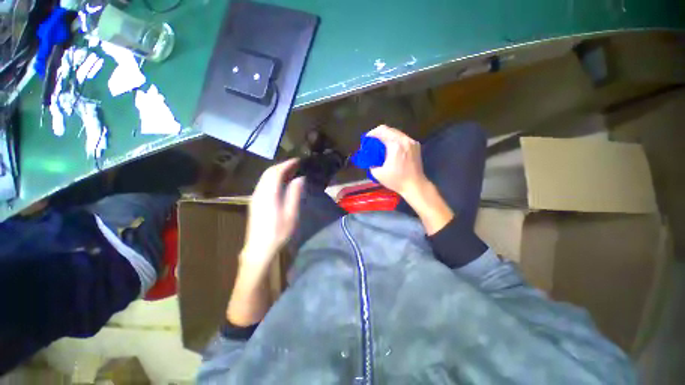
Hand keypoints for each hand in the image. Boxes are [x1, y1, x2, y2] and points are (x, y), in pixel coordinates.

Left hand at [242, 159, 304, 270]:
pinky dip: (272, 178)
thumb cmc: (278, 233)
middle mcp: (259, 193)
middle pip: (268, 173)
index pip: (276, 172)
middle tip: (295, 165)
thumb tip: (300, 178)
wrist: (258, 248)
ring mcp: (255, 197)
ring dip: (276, 171)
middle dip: (281, 166)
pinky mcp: (254, 201)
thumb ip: (294, 194)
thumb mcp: (290, 214)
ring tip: (290, 171)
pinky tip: (281, 182)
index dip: (286, 164)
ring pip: (264, 177)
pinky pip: (263, 183)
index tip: (297, 160)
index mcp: (269, 195)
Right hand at [366, 125, 429, 200]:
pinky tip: (390, 148)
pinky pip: (402, 138)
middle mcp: (404, 140)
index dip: (371, 134)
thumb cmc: (396, 180)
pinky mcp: (415, 146)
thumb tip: (369, 158)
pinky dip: (394, 140)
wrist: (415, 185)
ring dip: (386, 136)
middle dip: (378, 134)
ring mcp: (411, 142)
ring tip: (380, 145)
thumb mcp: (378, 174)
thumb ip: (371, 163)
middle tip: (371, 143)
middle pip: (388, 129)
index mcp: (395, 145)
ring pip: (396, 132)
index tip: (366, 141)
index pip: (381, 131)